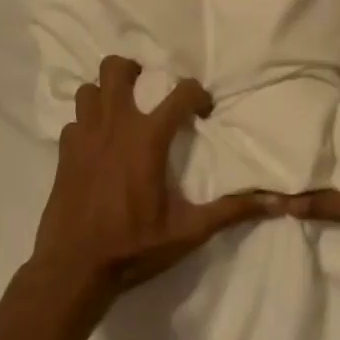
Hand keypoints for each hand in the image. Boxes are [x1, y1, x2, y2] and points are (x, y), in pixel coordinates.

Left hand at [30, 56, 281, 296]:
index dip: (198, 94)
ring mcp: (84, 137)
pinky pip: (74, 121)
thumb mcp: (188, 232)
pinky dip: (86, 124)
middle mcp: (115, 126)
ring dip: (105, 93)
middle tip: (147, 87)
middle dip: (133, 70)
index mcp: (148, 138)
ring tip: (120, 110)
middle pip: (116, 69)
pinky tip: (96, 144)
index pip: (181, 93)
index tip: (203, 111)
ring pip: (89, 89)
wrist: (73, 270)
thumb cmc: (133, 247)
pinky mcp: (64, 153)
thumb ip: (230, 211)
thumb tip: (275, 204)